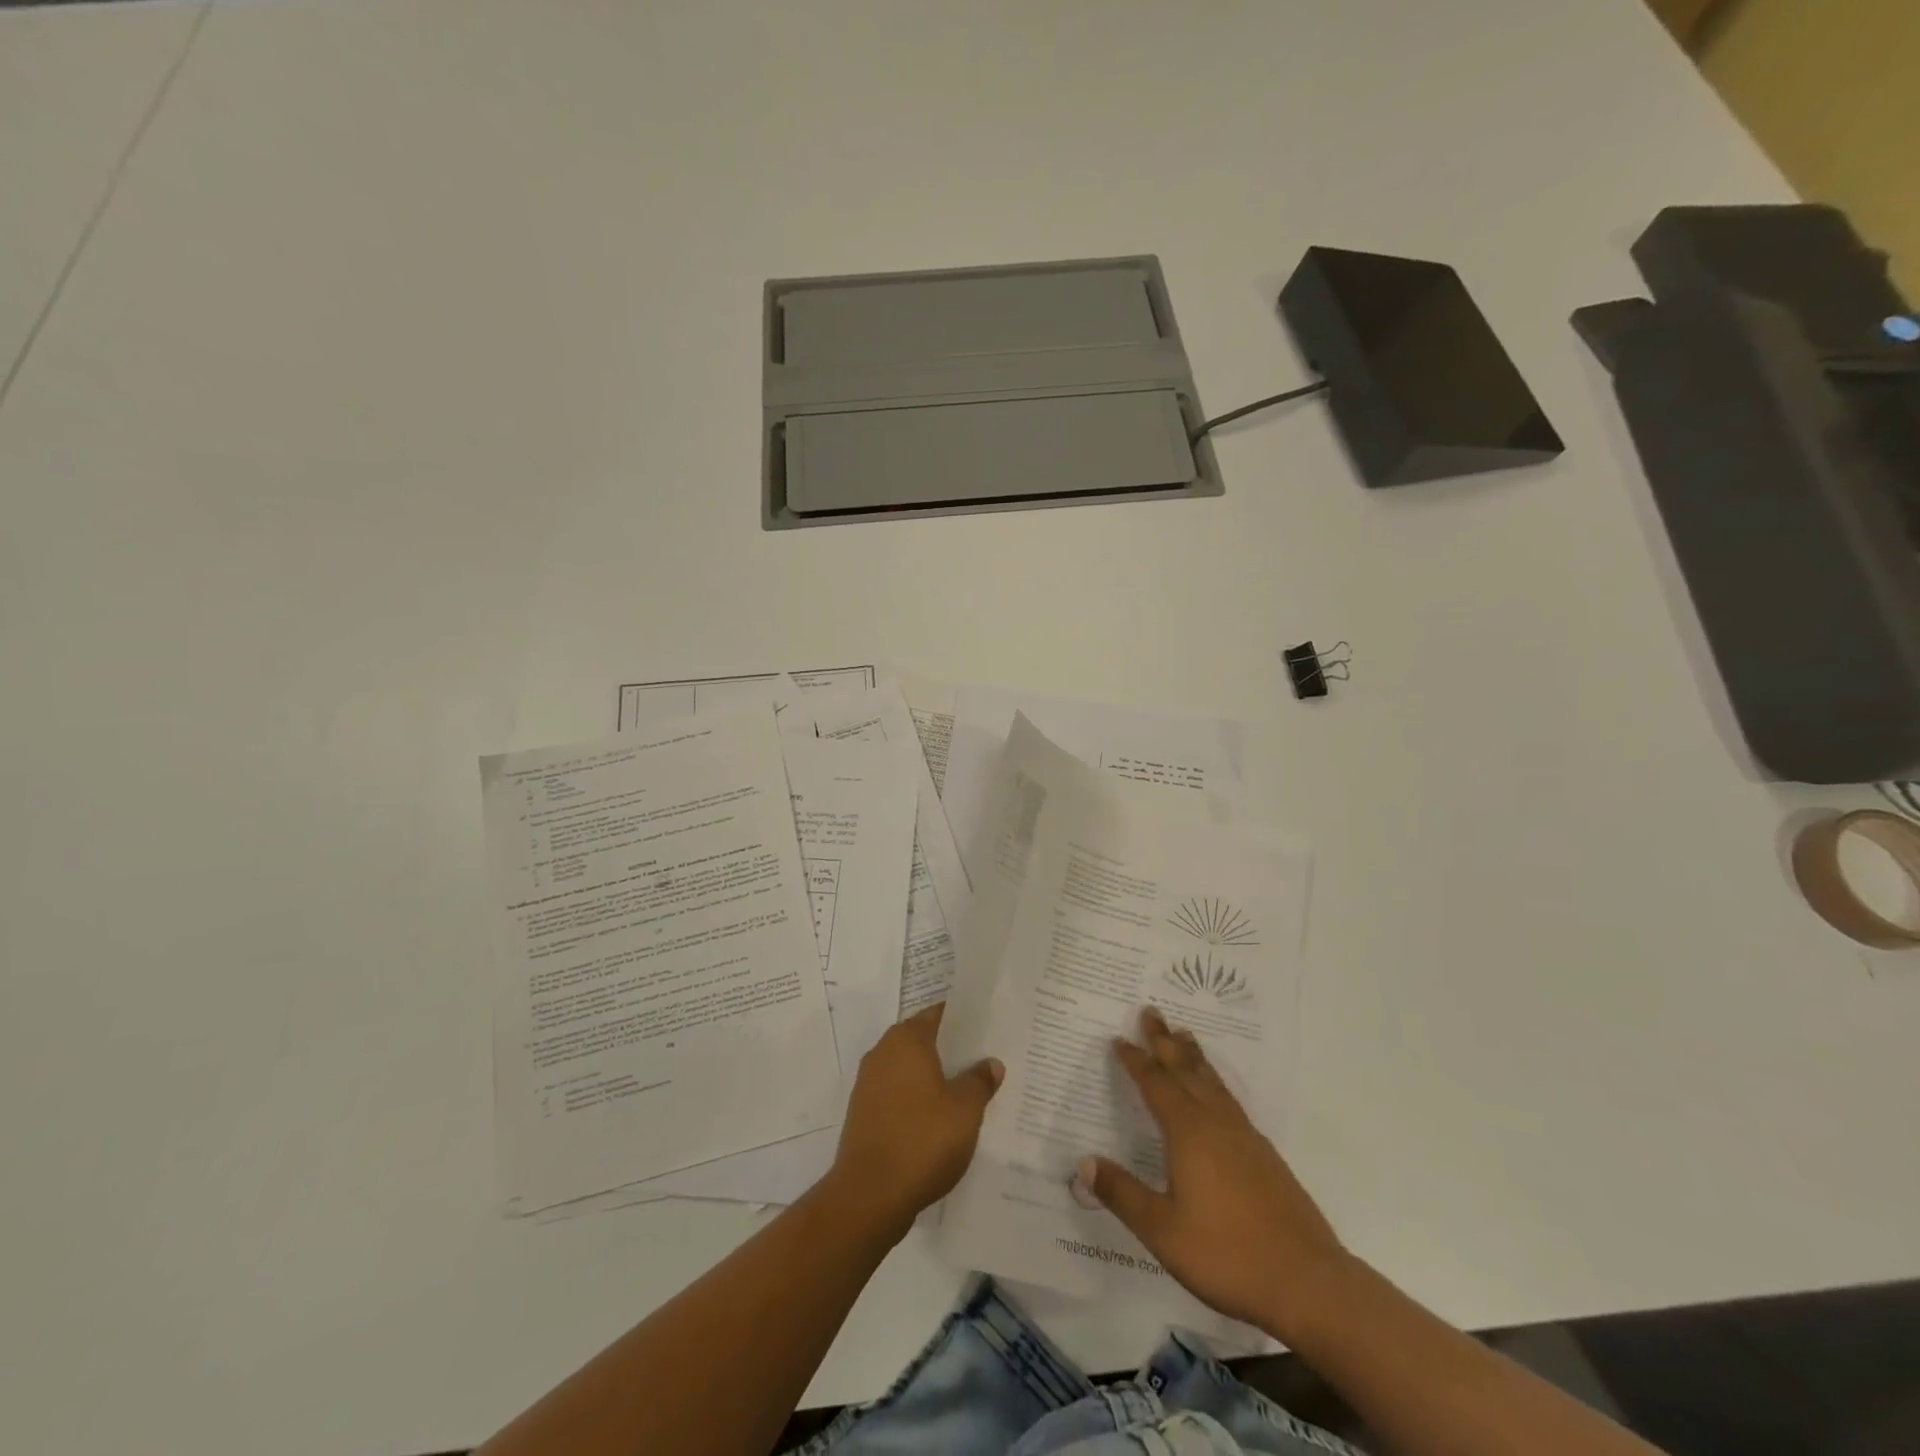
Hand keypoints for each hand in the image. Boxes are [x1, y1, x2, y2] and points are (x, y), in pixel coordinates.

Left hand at [828, 1003, 1003, 1235]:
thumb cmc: (922, 1140)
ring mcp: (868, 1083)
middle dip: (949, 1050)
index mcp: (907, 1039)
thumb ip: (979, 1081)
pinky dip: (915, 1100)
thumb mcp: (965, 1110)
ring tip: (964, 1092)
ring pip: (908, 1069)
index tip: (986, 1029)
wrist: (869, 1195)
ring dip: (932, 1078)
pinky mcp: (862, 1113)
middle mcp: (883, 1052)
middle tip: (982, 1062)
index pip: (938, 1014)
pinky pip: (896, 1094)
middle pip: (922, 1040)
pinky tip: (936, 1121)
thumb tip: (991, 1063)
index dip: (963, 1021)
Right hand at [1077, 1007, 1345, 1337]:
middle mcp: (1216, 1124)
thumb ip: (1123, 1194)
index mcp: (1188, 1133)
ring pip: (1213, 1082)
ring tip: (1185, 1035)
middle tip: (1152, 1011)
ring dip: (1194, 1056)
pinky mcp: (1265, 1156)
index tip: (1119, 1039)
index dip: (1136, 1060)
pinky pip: (1231, 1101)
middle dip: (1165, 1041)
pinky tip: (1218, 1095)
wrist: (1308, 1282)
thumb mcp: (1163, 1230)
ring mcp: (1245, 1137)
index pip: (1156, 1084)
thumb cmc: (1227, 1254)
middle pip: (1186, 1070)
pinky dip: (1215, 1082)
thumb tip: (1084, 1162)